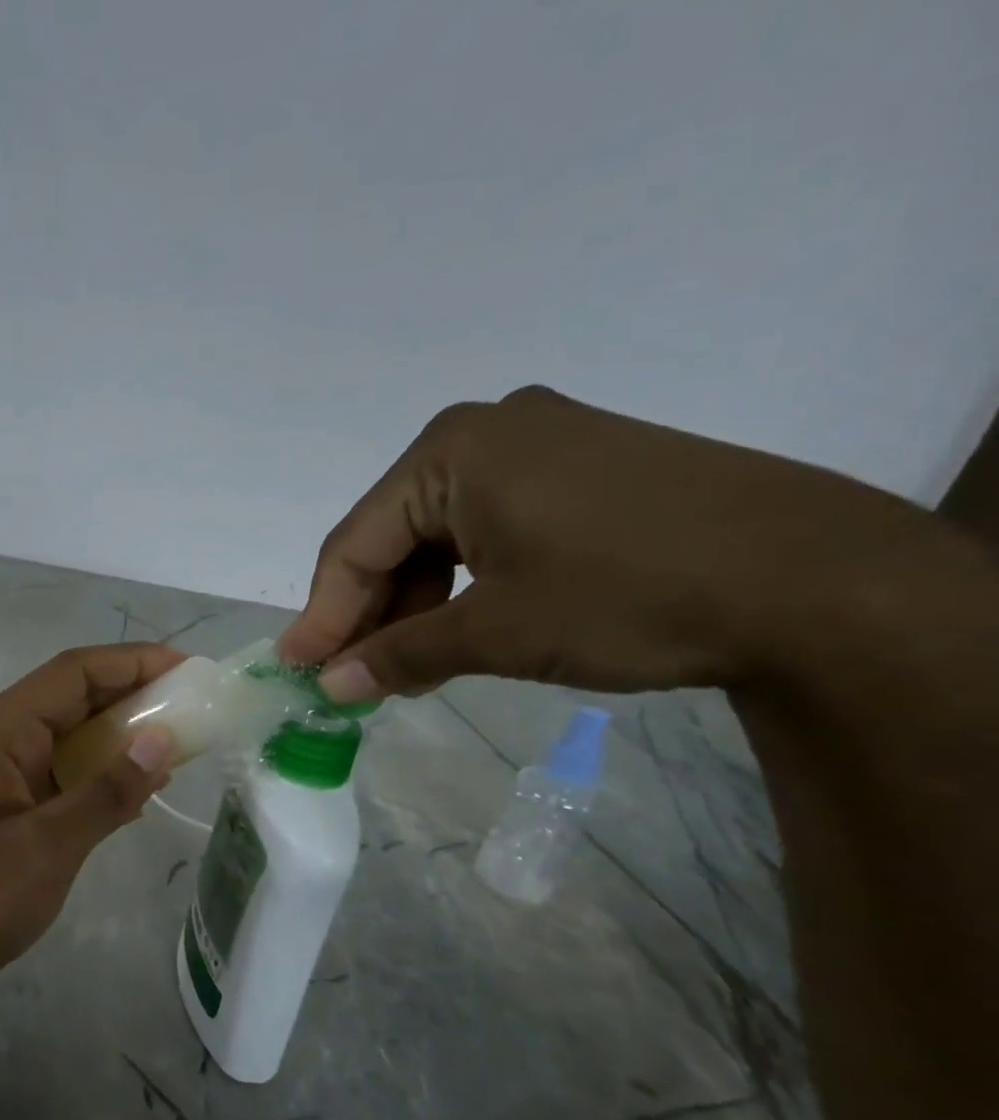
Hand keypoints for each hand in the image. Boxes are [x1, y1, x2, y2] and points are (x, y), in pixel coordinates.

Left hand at [0, 644, 181, 1015]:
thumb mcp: (47, 846)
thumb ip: (108, 791)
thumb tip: (163, 739)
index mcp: (0, 730)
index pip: (74, 672)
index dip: (133, 661)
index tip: (188, 668)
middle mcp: (0, 737)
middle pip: (74, 695)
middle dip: (134, 693)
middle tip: (195, 705)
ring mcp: (2, 770)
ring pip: (71, 733)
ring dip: (122, 733)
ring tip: (181, 741)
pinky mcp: (9, 803)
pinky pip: (63, 770)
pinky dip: (102, 771)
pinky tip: (141, 789)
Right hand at [278, 385, 929, 699]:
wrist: (821, 583)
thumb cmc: (628, 594)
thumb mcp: (496, 632)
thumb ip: (398, 655)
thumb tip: (330, 686)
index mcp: (453, 451)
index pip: (356, 542)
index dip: (323, 614)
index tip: (299, 670)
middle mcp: (488, 432)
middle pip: (394, 535)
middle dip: (370, 612)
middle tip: (350, 677)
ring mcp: (541, 447)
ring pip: (440, 536)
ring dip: (415, 605)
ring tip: (403, 668)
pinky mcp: (581, 472)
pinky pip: (489, 531)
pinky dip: (464, 585)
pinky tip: (459, 631)